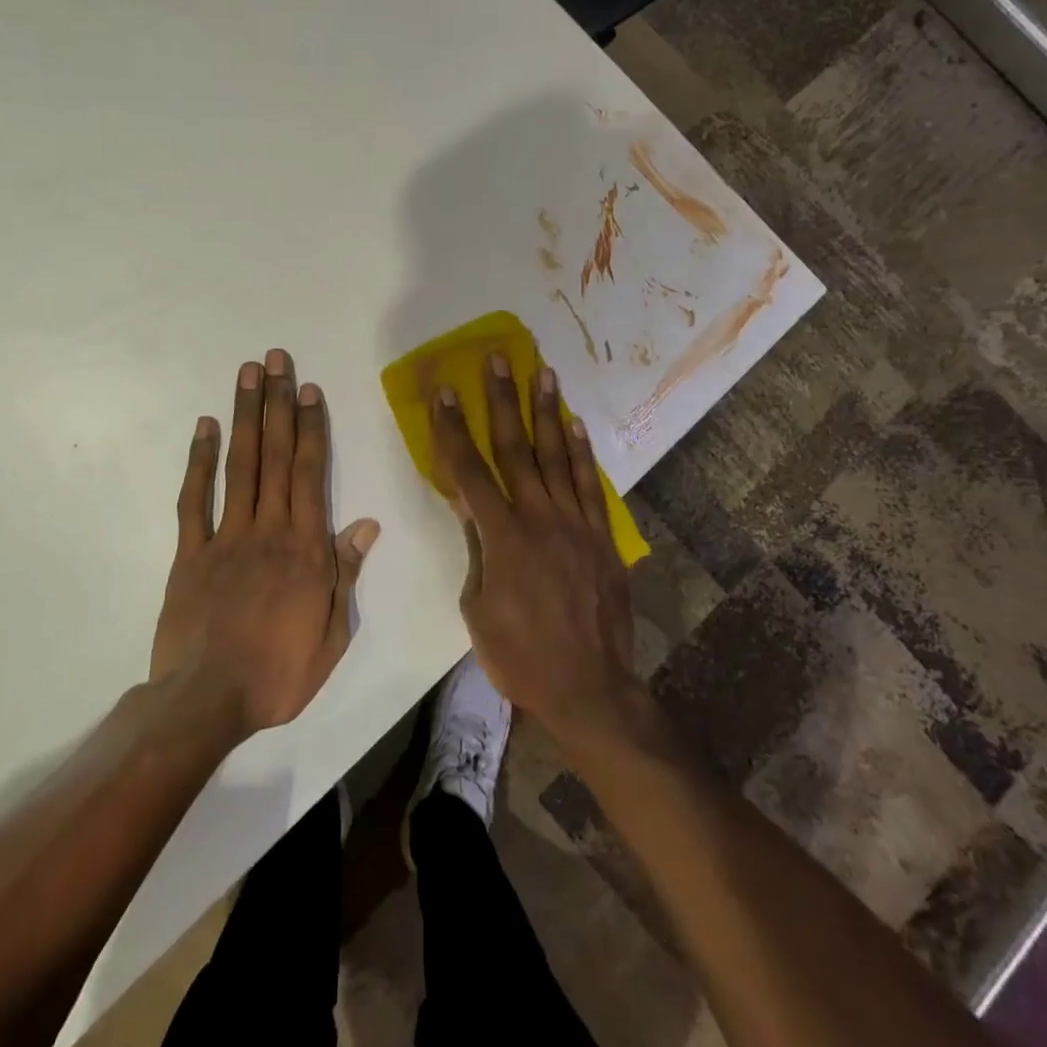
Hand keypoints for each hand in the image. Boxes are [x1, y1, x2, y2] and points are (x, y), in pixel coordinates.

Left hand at [151, 349, 379, 739]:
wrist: (207, 702)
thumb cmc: (279, 673)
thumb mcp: (332, 633)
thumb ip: (346, 573)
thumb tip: (365, 524)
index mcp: (305, 547)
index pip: (309, 473)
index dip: (310, 427)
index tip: (308, 389)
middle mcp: (268, 529)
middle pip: (274, 455)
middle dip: (276, 404)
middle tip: (275, 360)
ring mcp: (226, 536)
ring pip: (239, 465)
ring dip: (244, 417)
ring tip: (246, 375)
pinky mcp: (189, 553)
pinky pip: (194, 500)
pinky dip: (198, 462)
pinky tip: (204, 428)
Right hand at [429, 354, 639, 735]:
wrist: (588, 687)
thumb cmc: (519, 656)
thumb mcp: (477, 607)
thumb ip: (477, 550)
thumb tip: (472, 508)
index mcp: (502, 537)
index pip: (469, 471)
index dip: (453, 429)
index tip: (444, 391)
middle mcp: (539, 518)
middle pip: (516, 448)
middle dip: (503, 399)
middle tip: (499, 359)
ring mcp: (575, 524)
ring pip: (558, 455)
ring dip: (547, 411)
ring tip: (543, 371)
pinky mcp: (601, 536)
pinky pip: (590, 484)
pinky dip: (582, 452)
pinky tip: (576, 424)